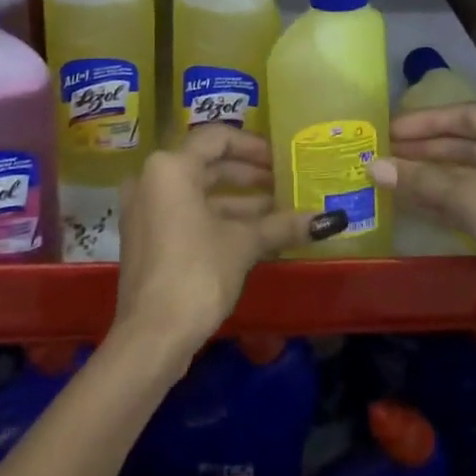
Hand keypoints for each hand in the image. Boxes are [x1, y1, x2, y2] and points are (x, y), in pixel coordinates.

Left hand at [112, 126, 347, 361]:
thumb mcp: (243, 244)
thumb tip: (330, 220)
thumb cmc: (196, 273)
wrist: (151, 337)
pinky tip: (253, 232)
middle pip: (207, 163)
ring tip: (278, 209)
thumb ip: (281, 224)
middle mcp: (151, 178)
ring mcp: (145, 208)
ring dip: (237, 199)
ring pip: (198, 191)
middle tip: (283, 182)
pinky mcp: (147, 236)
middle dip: (248, 174)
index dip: (252, 146)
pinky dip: (217, 216)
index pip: (217, 138)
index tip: (280, 159)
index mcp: (170, 166)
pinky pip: (186, 211)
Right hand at [372, 105, 475, 380]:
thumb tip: (372, 167)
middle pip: (474, 143)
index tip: (390, 130)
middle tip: (388, 154)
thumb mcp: (470, 200)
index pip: (468, 115)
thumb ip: (421, 180)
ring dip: (439, 175)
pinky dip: (457, 196)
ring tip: (398, 176)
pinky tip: (423, 202)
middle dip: (429, 149)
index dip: (425, 122)